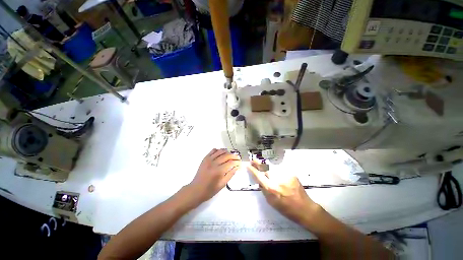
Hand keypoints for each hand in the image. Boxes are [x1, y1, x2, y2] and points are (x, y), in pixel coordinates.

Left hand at [187, 149, 240, 202]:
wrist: (196, 189)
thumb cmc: (210, 190)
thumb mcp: (222, 184)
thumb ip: (230, 174)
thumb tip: (237, 167)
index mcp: (218, 171)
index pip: (231, 163)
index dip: (237, 162)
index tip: (240, 163)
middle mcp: (214, 163)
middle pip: (227, 155)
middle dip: (234, 156)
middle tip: (238, 158)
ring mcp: (208, 159)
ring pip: (220, 151)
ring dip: (227, 152)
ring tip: (231, 155)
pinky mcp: (205, 158)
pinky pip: (213, 150)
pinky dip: (219, 150)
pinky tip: (222, 153)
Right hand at [248, 161, 318, 224]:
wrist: (305, 208)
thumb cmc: (286, 208)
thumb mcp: (271, 202)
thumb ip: (264, 189)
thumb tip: (259, 180)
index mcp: (271, 188)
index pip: (259, 176)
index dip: (252, 169)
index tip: (248, 165)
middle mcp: (277, 180)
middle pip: (265, 167)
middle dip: (258, 163)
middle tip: (253, 160)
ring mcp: (285, 175)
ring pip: (272, 167)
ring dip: (267, 166)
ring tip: (264, 167)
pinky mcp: (291, 174)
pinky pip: (280, 169)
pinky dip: (276, 170)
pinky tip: (278, 174)